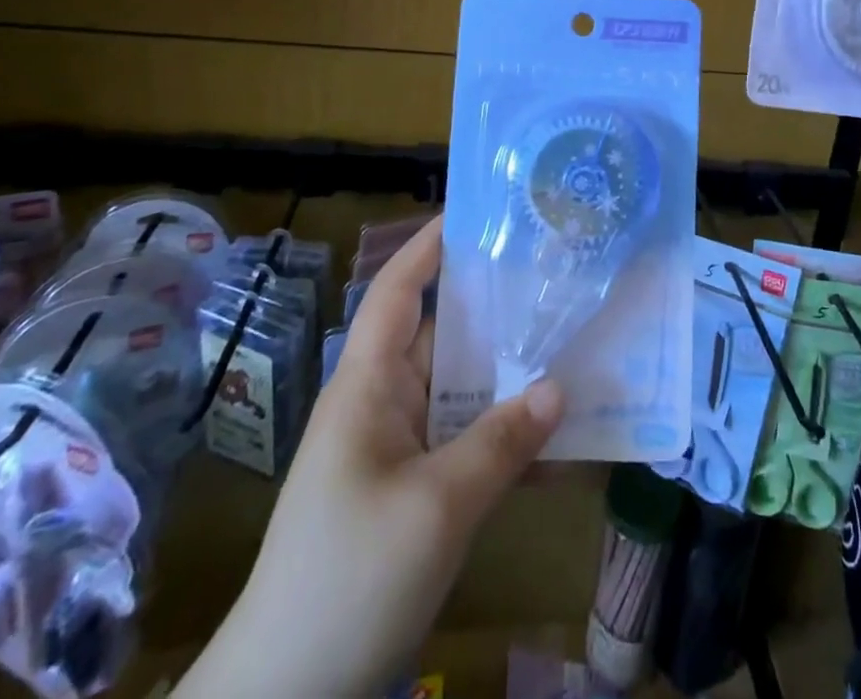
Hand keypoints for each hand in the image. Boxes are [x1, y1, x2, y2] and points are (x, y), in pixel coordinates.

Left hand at [185, 220, 565, 698]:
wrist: (286, 697)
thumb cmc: (348, 578)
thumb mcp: (434, 508)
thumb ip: (500, 443)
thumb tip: (559, 387)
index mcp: (368, 384)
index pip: (398, 291)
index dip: (431, 244)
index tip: (480, 211)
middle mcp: (384, 402)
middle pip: (444, 334)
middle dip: (495, 305)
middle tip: (558, 273)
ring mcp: (400, 448)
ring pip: (462, 389)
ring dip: (511, 373)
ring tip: (574, 339)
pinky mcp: (416, 490)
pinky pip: (468, 442)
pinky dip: (508, 434)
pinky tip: (561, 436)